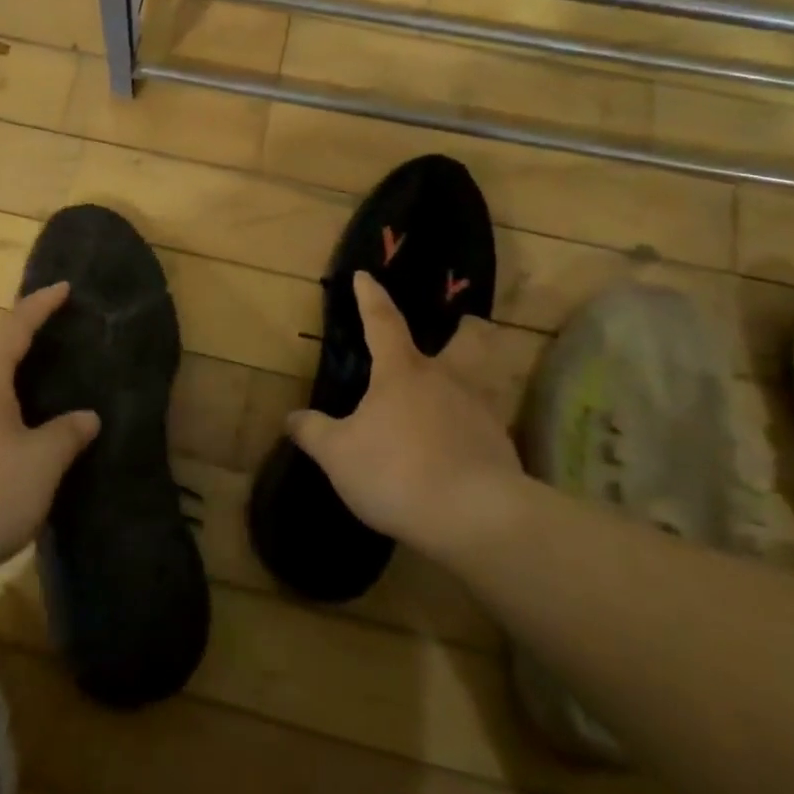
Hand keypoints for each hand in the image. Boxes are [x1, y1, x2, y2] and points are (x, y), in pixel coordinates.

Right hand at [290, 272, 523, 549]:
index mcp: (402, 371)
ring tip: (460, 393)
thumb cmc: (397, 471)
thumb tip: (291, 417)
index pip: (383, 321)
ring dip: (479, 376)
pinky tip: (463, 447)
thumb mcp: (339, 455)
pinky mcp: (502, 447)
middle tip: (464, 325)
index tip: (365, 276)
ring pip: (486, 380)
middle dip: (466, 329)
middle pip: (468, 340)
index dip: (371, 297)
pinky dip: (476, 428)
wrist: (476, 517)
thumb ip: (313, 432)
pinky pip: (488, 425)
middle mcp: (447, 380)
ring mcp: (481, 412)